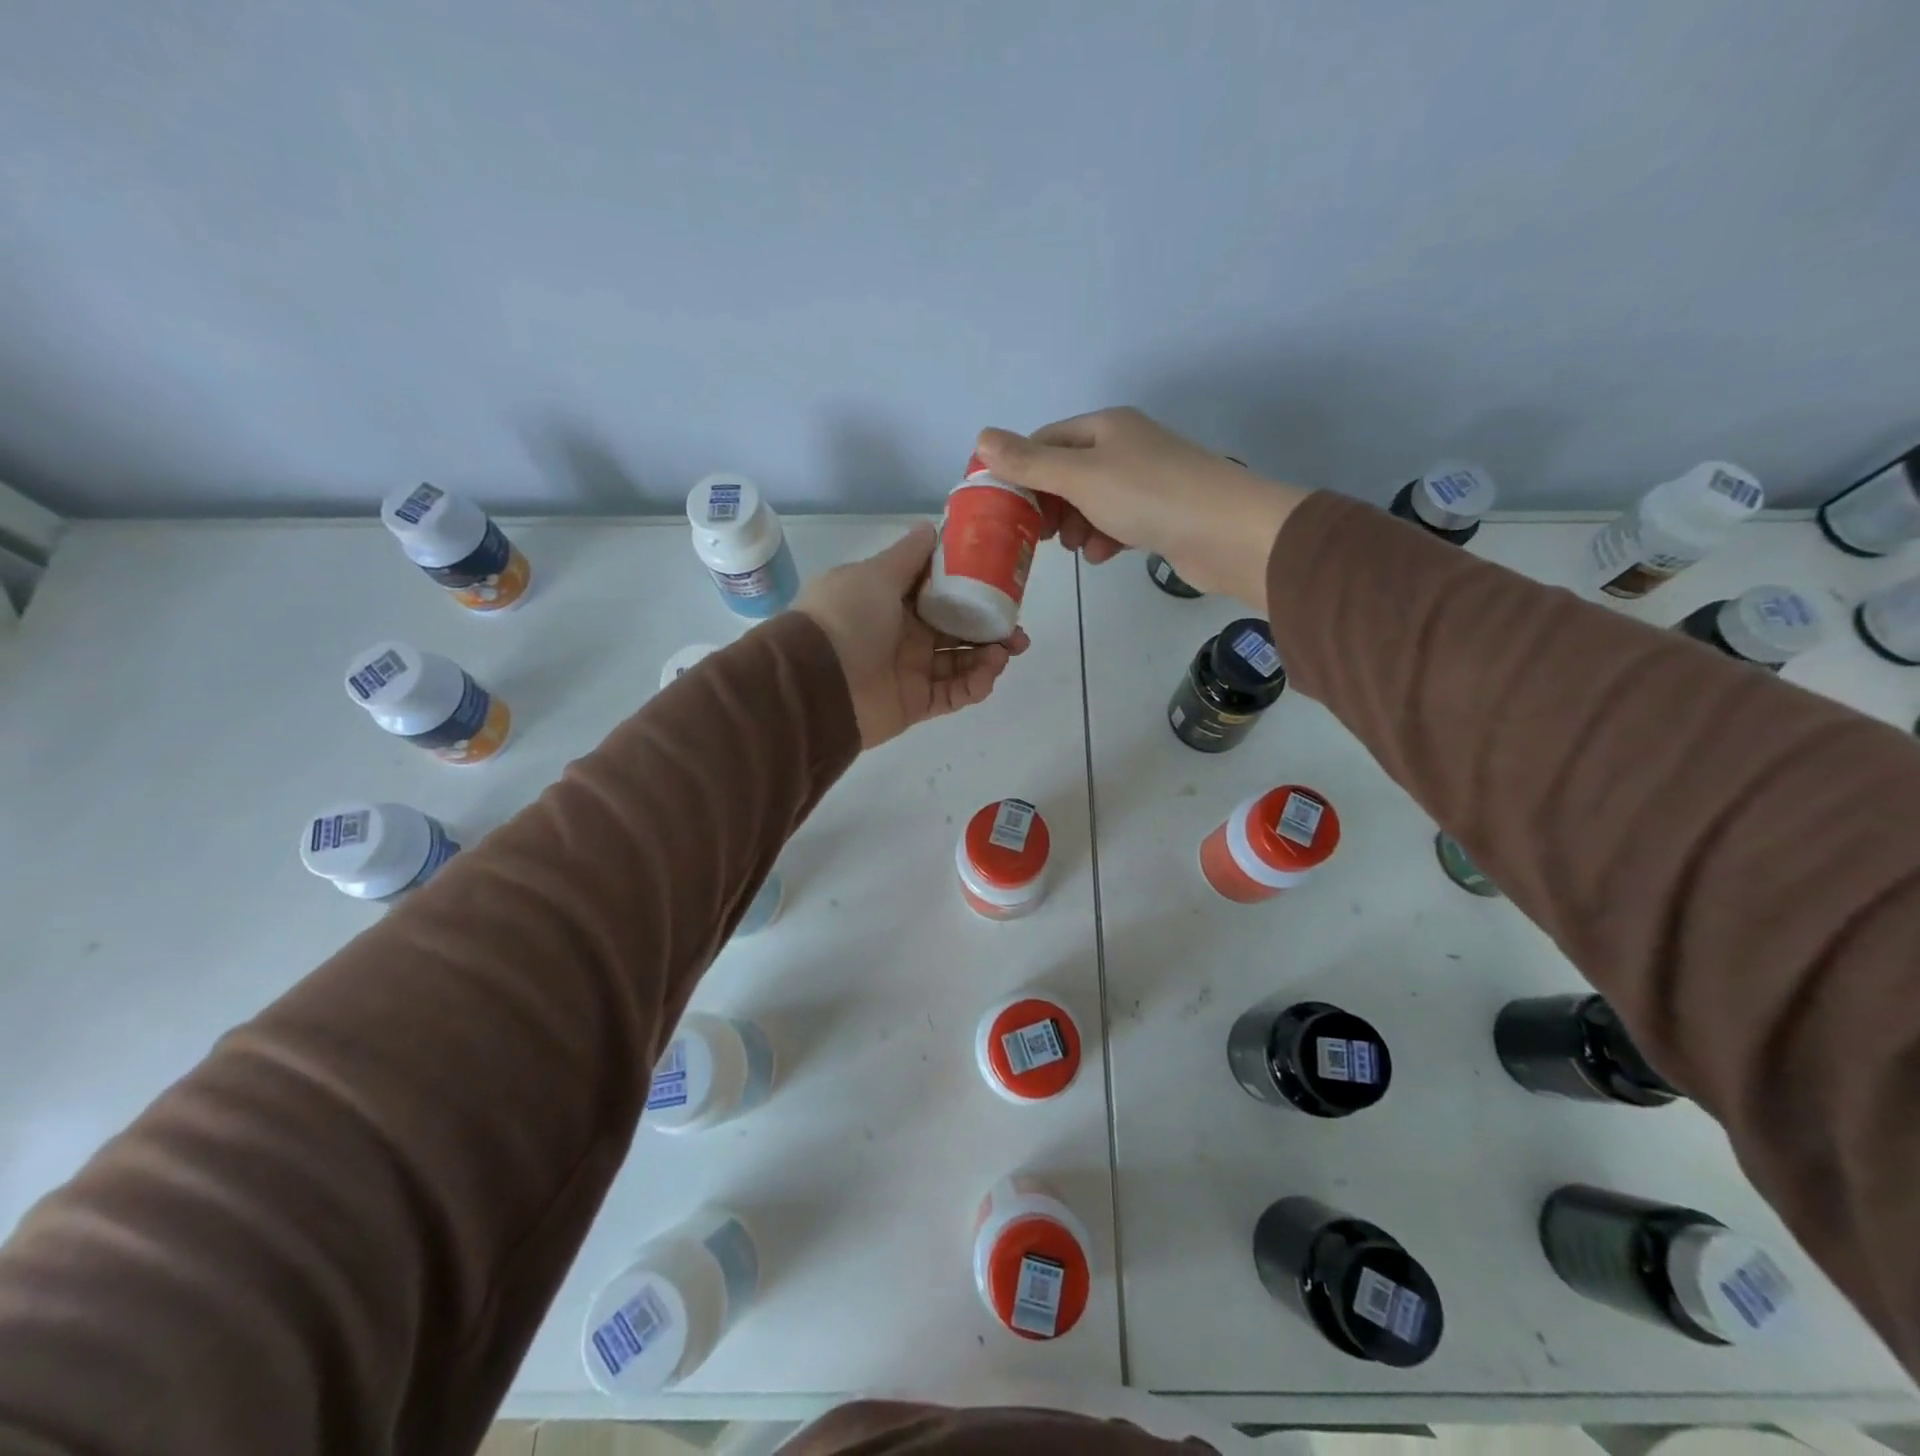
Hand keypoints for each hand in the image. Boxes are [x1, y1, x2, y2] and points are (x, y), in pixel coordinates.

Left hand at [797, 521, 1029, 748]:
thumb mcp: (875, 574)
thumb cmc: (846, 618)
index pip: (940, 592)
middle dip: (990, 629)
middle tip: (1017, 632)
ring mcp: (910, 670)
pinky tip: (988, 675)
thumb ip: (908, 555)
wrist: (815, 683)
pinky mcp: (915, 703)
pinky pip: (952, 694)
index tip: (1002, 586)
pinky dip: (973, 686)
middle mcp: (903, 633)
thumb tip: (932, 526)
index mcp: (892, 599)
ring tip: (1006, 653)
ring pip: (960, 663)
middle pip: (957, 629)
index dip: (972, 589)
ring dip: (987, 657)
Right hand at [971, 406, 1307, 606]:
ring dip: (1078, 527)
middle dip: (1051, 505)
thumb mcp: (1079, 477)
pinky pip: (1119, 523)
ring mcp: (1147, 481)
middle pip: (1069, 474)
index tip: (1004, 507)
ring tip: (1078, 548)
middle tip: (1040, 535)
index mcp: (1106, 427)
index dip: (1021, 471)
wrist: (1227, 532)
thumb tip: (981, 438)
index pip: (1047, 441)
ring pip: (1093, 502)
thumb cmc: (1148, 496)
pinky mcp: (1162, 514)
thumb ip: (1030, 462)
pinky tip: (1105, 555)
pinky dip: (1107, 538)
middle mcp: (1126, 447)